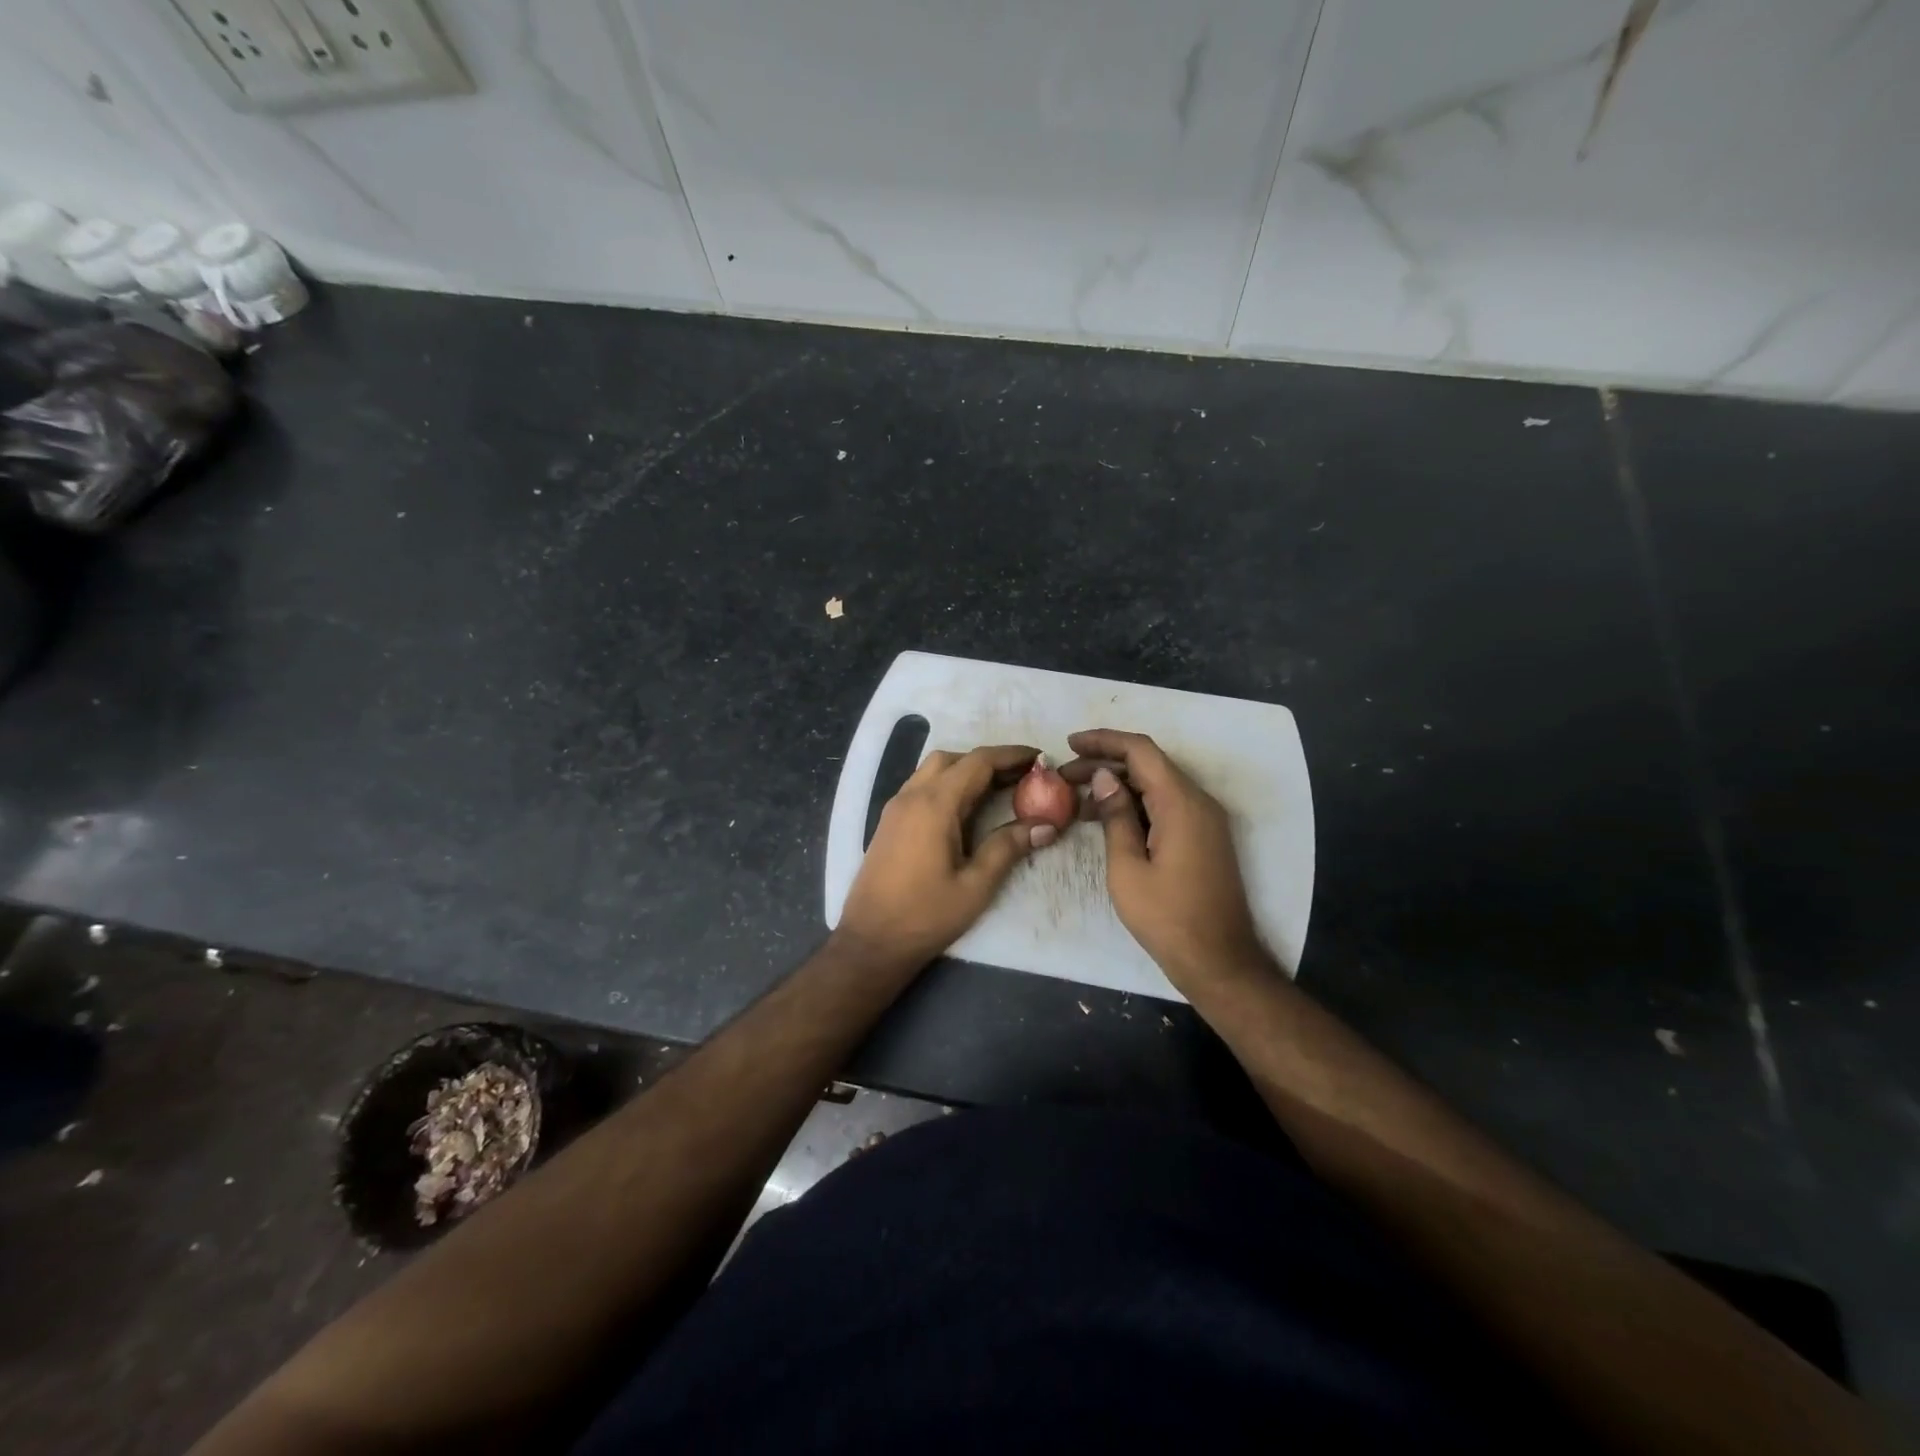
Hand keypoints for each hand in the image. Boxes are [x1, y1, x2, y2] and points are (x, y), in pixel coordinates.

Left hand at [835, 745, 1058, 968]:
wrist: (870, 940)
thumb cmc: (925, 915)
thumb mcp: (975, 886)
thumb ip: (1008, 848)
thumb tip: (1046, 825)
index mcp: (934, 805)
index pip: (977, 762)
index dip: (1010, 755)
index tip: (1039, 758)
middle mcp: (911, 796)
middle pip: (953, 759)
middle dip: (989, 761)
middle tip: (1021, 777)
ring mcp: (896, 807)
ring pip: (933, 769)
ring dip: (966, 771)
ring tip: (998, 790)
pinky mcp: (889, 822)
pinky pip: (921, 786)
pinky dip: (948, 784)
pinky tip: (966, 809)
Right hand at [1059, 729, 1272, 990]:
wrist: (1219, 960)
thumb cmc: (1167, 917)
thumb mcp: (1127, 868)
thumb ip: (1115, 817)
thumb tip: (1104, 779)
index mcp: (1180, 803)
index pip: (1141, 751)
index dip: (1104, 741)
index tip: (1070, 744)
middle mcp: (1198, 802)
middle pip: (1149, 765)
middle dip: (1105, 764)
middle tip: (1064, 777)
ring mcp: (1204, 820)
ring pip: (1156, 785)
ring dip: (1118, 786)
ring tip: (1077, 801)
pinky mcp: (1203, 837)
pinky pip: (1166, 805)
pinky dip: (1136, 805)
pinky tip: (1106, 820)